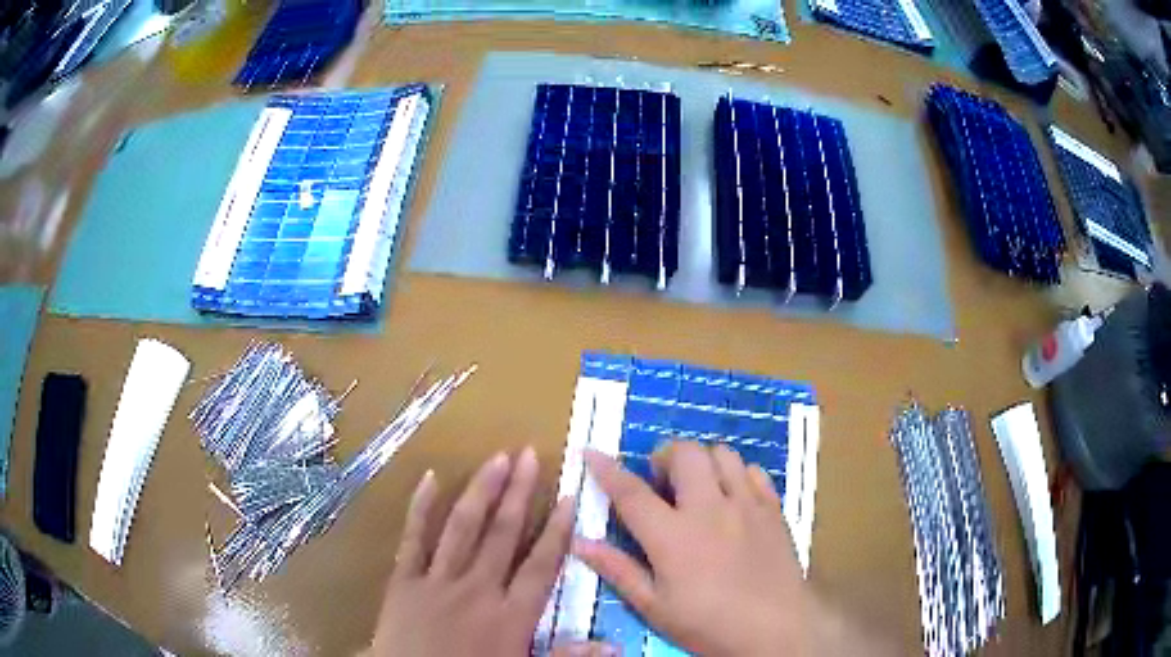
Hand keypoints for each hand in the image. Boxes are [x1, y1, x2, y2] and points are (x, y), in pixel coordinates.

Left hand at [370, 448, 576, 655]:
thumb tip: (614, 645)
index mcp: (510, 615)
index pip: (540, 565)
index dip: (556, 530)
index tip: (568, 495)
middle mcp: (477, 589)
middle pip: (503, 534)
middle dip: (518, 493)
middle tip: (528, 455)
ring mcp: (437, 581)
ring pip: (463, 528)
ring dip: (481, 491)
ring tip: (496, 457)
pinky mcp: (403, 580)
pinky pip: (412, 539)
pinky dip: (420, 507)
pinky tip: (430, 477)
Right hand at [575, 443, 895, 656]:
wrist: (776, 628)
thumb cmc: (708, 624)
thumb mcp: (655, 607)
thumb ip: (619, 570)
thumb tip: (581, 542)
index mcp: (672, 536)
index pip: (631, 492)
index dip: (607, 469)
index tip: (592, 452)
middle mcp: (709, 508)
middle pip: (685, 453)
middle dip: (665, 456)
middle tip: (660, 480)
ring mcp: (746, 504)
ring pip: (723, 454)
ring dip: (703, 462)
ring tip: (697, 486)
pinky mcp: (772, 508)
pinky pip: (754, 471)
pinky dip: (736, 474)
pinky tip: (732, 498)